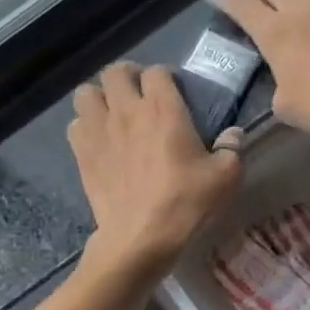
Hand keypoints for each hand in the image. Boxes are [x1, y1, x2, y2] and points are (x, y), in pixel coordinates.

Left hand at [68, 63, 242, 278]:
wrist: (141, 237)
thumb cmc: (185, 203)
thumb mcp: (225, 177)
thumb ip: (231, 149)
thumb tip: (234, 134)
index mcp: (163, 109)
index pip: (157, 72)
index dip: (165, 78)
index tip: (173, 92)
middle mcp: (127, 110)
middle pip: (115, 72)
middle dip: (128, 77)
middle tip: (139, 95)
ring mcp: (99, 130)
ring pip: (86, 92)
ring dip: (99, 97)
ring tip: (112, 112)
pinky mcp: (82, 153)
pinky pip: (75, 124)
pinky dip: (85, 126)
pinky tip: (99, 140)